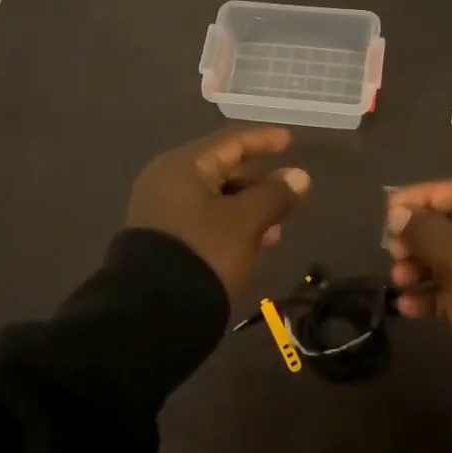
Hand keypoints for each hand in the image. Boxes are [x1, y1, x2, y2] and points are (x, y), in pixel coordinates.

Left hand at [127, 126, 311, 296]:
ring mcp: (161, 211)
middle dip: (258, 182)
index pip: (231, 142)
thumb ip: (275, 195)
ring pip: (214, 198)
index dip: (263, 140)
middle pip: (222, 170)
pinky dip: (230, 225)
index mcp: (183, 166)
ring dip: (248, 209)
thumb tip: (299, 176)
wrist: (152, 312)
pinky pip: (203, 219)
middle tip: (288, 194)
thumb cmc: (204, 252)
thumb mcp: (246, 222)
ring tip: (277, 230)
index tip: (290, 141)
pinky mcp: (161, 239)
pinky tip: (252, 245)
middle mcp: (167, 181)